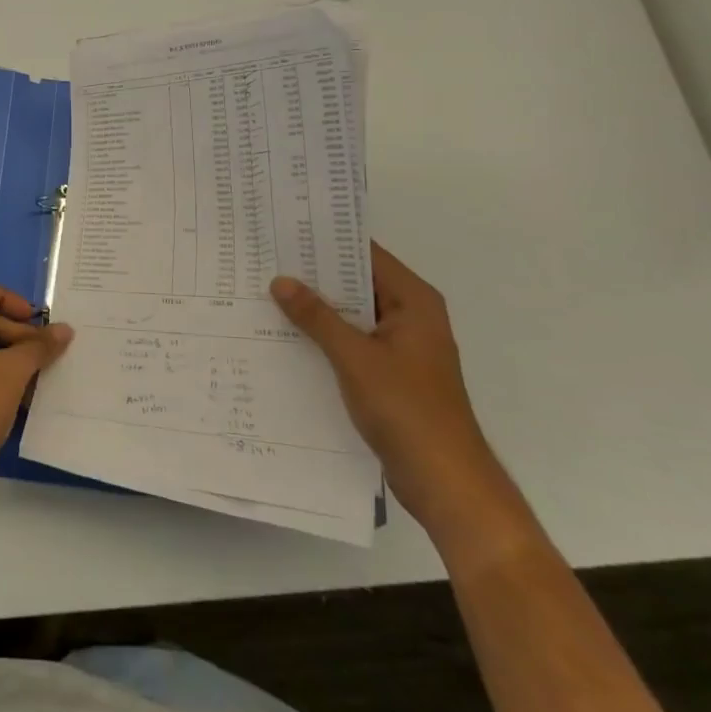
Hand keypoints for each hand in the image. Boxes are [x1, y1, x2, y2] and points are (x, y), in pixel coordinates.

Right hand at [271, 246, 520, 547]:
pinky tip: (286, 334)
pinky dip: (324, 336)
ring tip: (266, 291)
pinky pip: (351, 341)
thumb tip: (281, 280)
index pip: (366, 255)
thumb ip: (317, 317)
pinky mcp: (389, 373)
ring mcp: (400, 347)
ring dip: (316, 308)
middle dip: (315, 275)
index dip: (327, 241)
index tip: (286, 230)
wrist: (445, 481)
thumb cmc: (407, 409)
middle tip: (266, 259)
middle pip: (357, 283)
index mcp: (413, 302)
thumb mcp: (355, 358)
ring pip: (351, 314)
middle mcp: (410, 317)